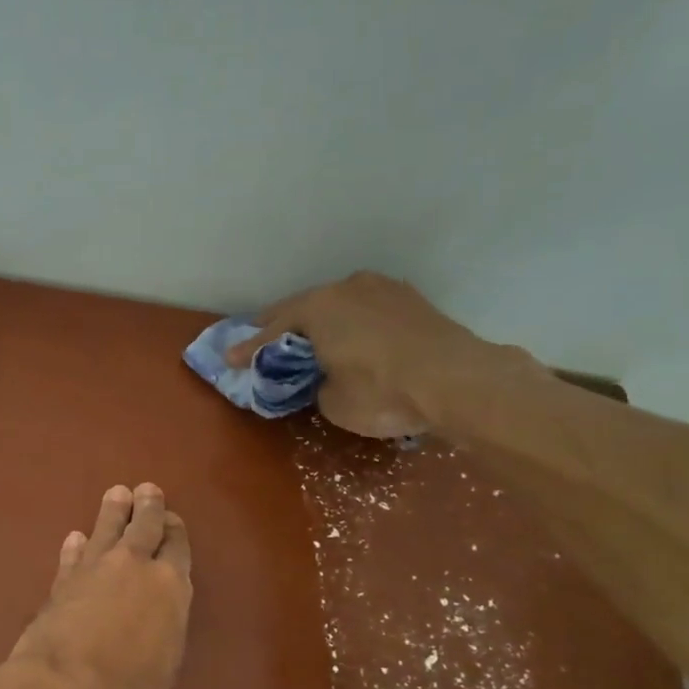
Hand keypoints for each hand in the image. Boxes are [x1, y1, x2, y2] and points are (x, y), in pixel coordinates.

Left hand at [2, 484, 192, 688]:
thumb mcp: (163, 671)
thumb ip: (161, 635)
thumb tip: (152, 626)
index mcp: (170, 589)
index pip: (177, 548)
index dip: (175, 531)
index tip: (172, 520)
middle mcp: (134, 569)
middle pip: (143, 527)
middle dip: (147, 507)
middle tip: (146, 490)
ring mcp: (93, 572)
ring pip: (105, 531)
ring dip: (112, 513)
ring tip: (116, 494)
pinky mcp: (59, 584)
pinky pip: (72, 557)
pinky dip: (75, 547)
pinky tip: (75, 539)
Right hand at [227, 271, 536, 436]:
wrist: (458, 380)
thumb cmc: (383, 391)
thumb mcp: (333, 401)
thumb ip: (317, 383)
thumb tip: (326, 376)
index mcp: (317, 307)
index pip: (272, 330)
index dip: (249, 349)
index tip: (230, 360)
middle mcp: (346, 287)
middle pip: (303, 308)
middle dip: (282, 327)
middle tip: (264, 342)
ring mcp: (382, 289)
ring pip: (338, 305)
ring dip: (321, 322)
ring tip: (309, 338)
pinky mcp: (410, 300)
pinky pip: (366, 310)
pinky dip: (352, 323)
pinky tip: (352, 336)